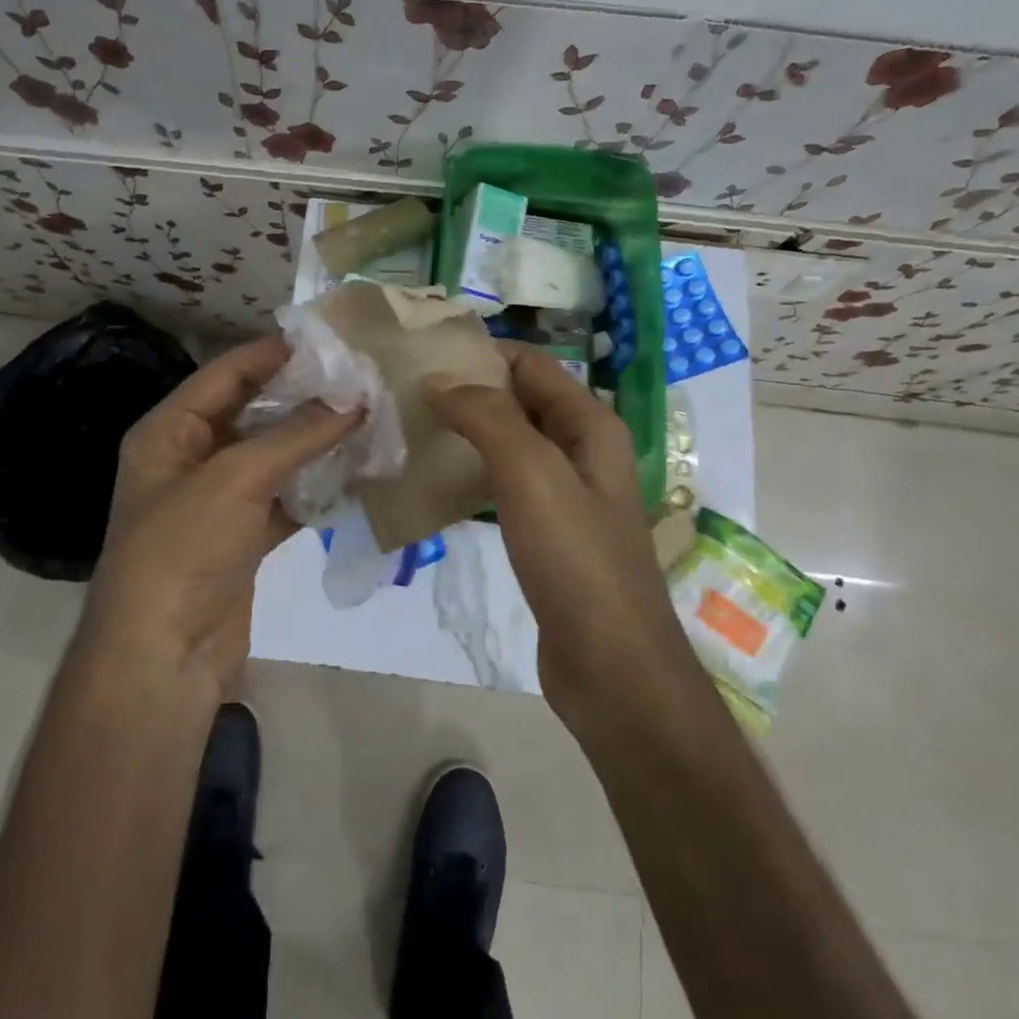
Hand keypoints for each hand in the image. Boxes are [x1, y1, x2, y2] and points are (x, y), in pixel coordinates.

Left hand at [85, 337, 360, 691]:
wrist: (163, 658)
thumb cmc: (183, 550)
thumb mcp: (236, 479)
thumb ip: (296, 435)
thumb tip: (355, 398)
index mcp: (169, 432)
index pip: (226, 374)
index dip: (274, 354)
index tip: (328, 341)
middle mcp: (191, 459)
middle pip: (253, 413)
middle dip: (303, 398)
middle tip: (359, 379)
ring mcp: (219, 501)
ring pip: (275, 456)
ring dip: (316, 442)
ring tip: (369, 418)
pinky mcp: (244, 537)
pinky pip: (286, 498)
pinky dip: (316, 487)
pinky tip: (357, 473)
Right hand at [426, 343, 680, 713]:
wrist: (610, 664)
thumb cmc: (575, 559)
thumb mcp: (532, 474)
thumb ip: (488, 417)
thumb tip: (441, 379)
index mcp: (590, 425)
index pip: (531, 364)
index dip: (481, 354)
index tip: (423, 354)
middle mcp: (583, 450)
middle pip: (520, 400)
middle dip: (469, 391)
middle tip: (407, 392)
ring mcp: (567, 493)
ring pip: (511, 442)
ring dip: (467, 431)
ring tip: (412, 429)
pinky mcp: (549, 531)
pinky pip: (507, 483)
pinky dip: (474, 472)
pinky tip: (437, 480)